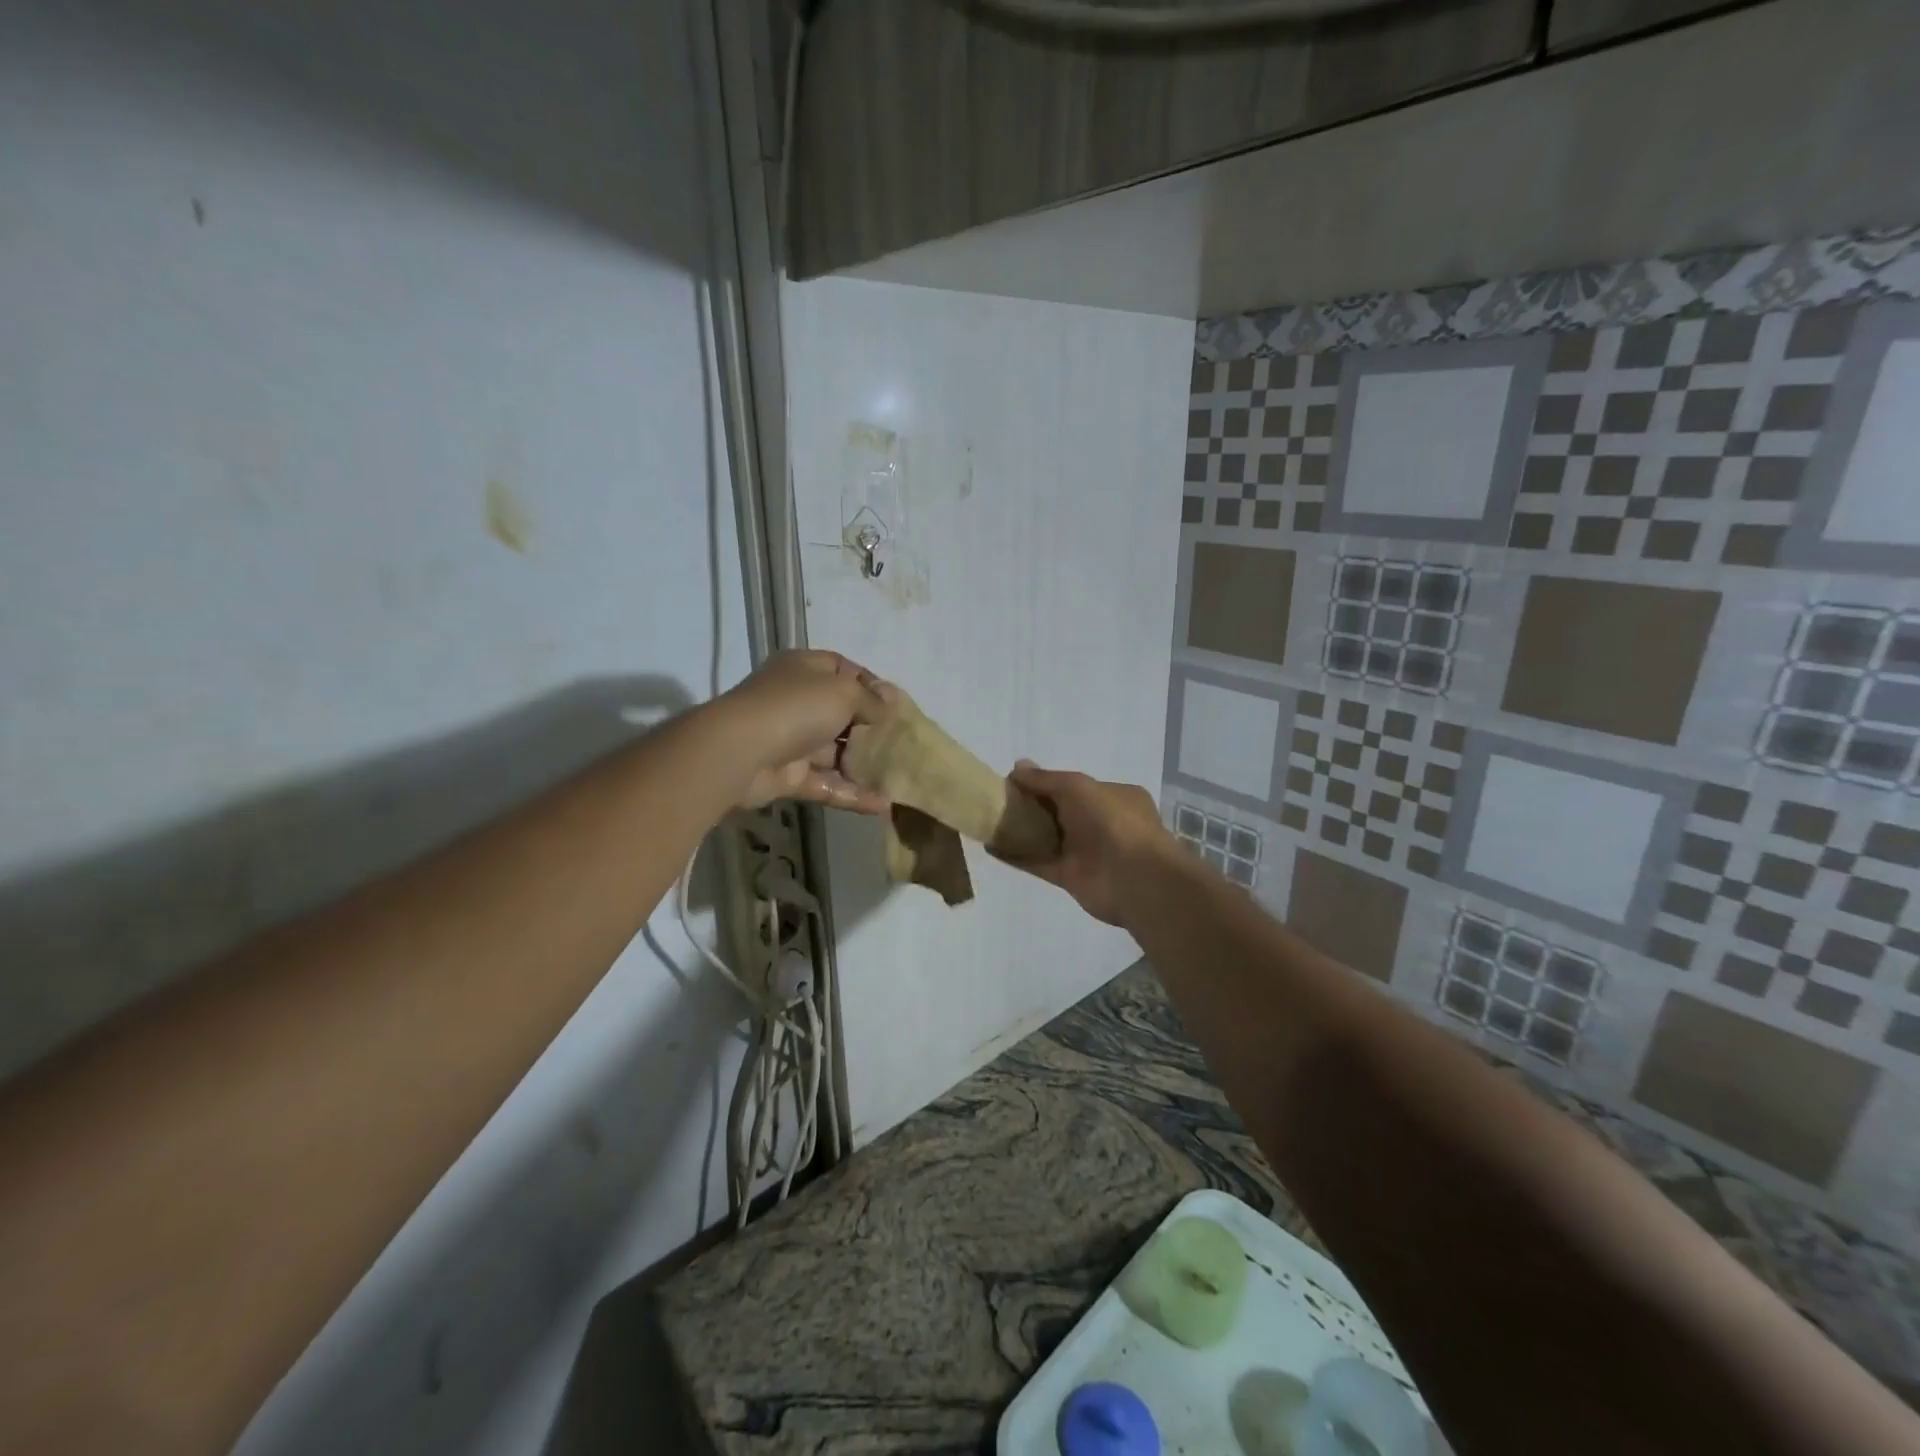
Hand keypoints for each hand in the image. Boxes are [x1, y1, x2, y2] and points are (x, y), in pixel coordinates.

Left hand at [715, 649, 889, 813]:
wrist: (739, 752)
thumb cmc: (795, 708)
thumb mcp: (842, 692)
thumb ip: (870, 699)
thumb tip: (891, 702)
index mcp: (805, 670)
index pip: (843, 670)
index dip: (871, 685)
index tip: (897, 706)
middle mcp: (797, 701)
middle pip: (842, 713)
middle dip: (872, 729)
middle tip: (904, 744)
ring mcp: (792, 740)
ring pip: (835, 753)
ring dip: (864, 765)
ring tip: (899, 777)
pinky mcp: (788, 777)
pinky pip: (826, 784)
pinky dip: (852, 794)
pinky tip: (883, 804)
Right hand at [1007, 761, 1177, 924]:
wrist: (1134, 879)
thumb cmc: (1112, 821)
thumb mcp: (1077, 787)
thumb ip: (1045, 779)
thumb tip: (1017, 767)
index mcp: (1113, 796)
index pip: (1074, 786)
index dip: (1045, 783)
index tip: (1014, 780)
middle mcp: (1101, 823)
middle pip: (1059, 812)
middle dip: (1030, 806)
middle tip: (997, 799)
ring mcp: (1086, 852)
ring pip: (1048, 838)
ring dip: (1021, 831)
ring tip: (988, 820)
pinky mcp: (1071, 877)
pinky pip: (1039, 863)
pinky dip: (1016, 856)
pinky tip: (991, 846)